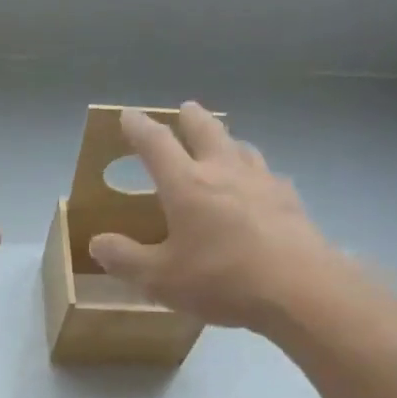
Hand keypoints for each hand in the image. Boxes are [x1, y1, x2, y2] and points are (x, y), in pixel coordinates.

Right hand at [89, 103, 345, 329]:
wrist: (297, 288)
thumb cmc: (220, 280)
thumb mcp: (160, 279)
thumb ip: (126, 259)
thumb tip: (98, 242)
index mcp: (186, 185)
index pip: (156, 145)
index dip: (139, 128)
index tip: (128, 116)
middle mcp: (223, 171)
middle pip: (206, 131)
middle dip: (191, 119)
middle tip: (185, 109)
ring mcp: (262, 181)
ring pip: (241, 147)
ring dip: (226, 139)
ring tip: (222, 143)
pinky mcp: (289, 199)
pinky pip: (267, 174)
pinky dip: (254, 171)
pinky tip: (258, 185)